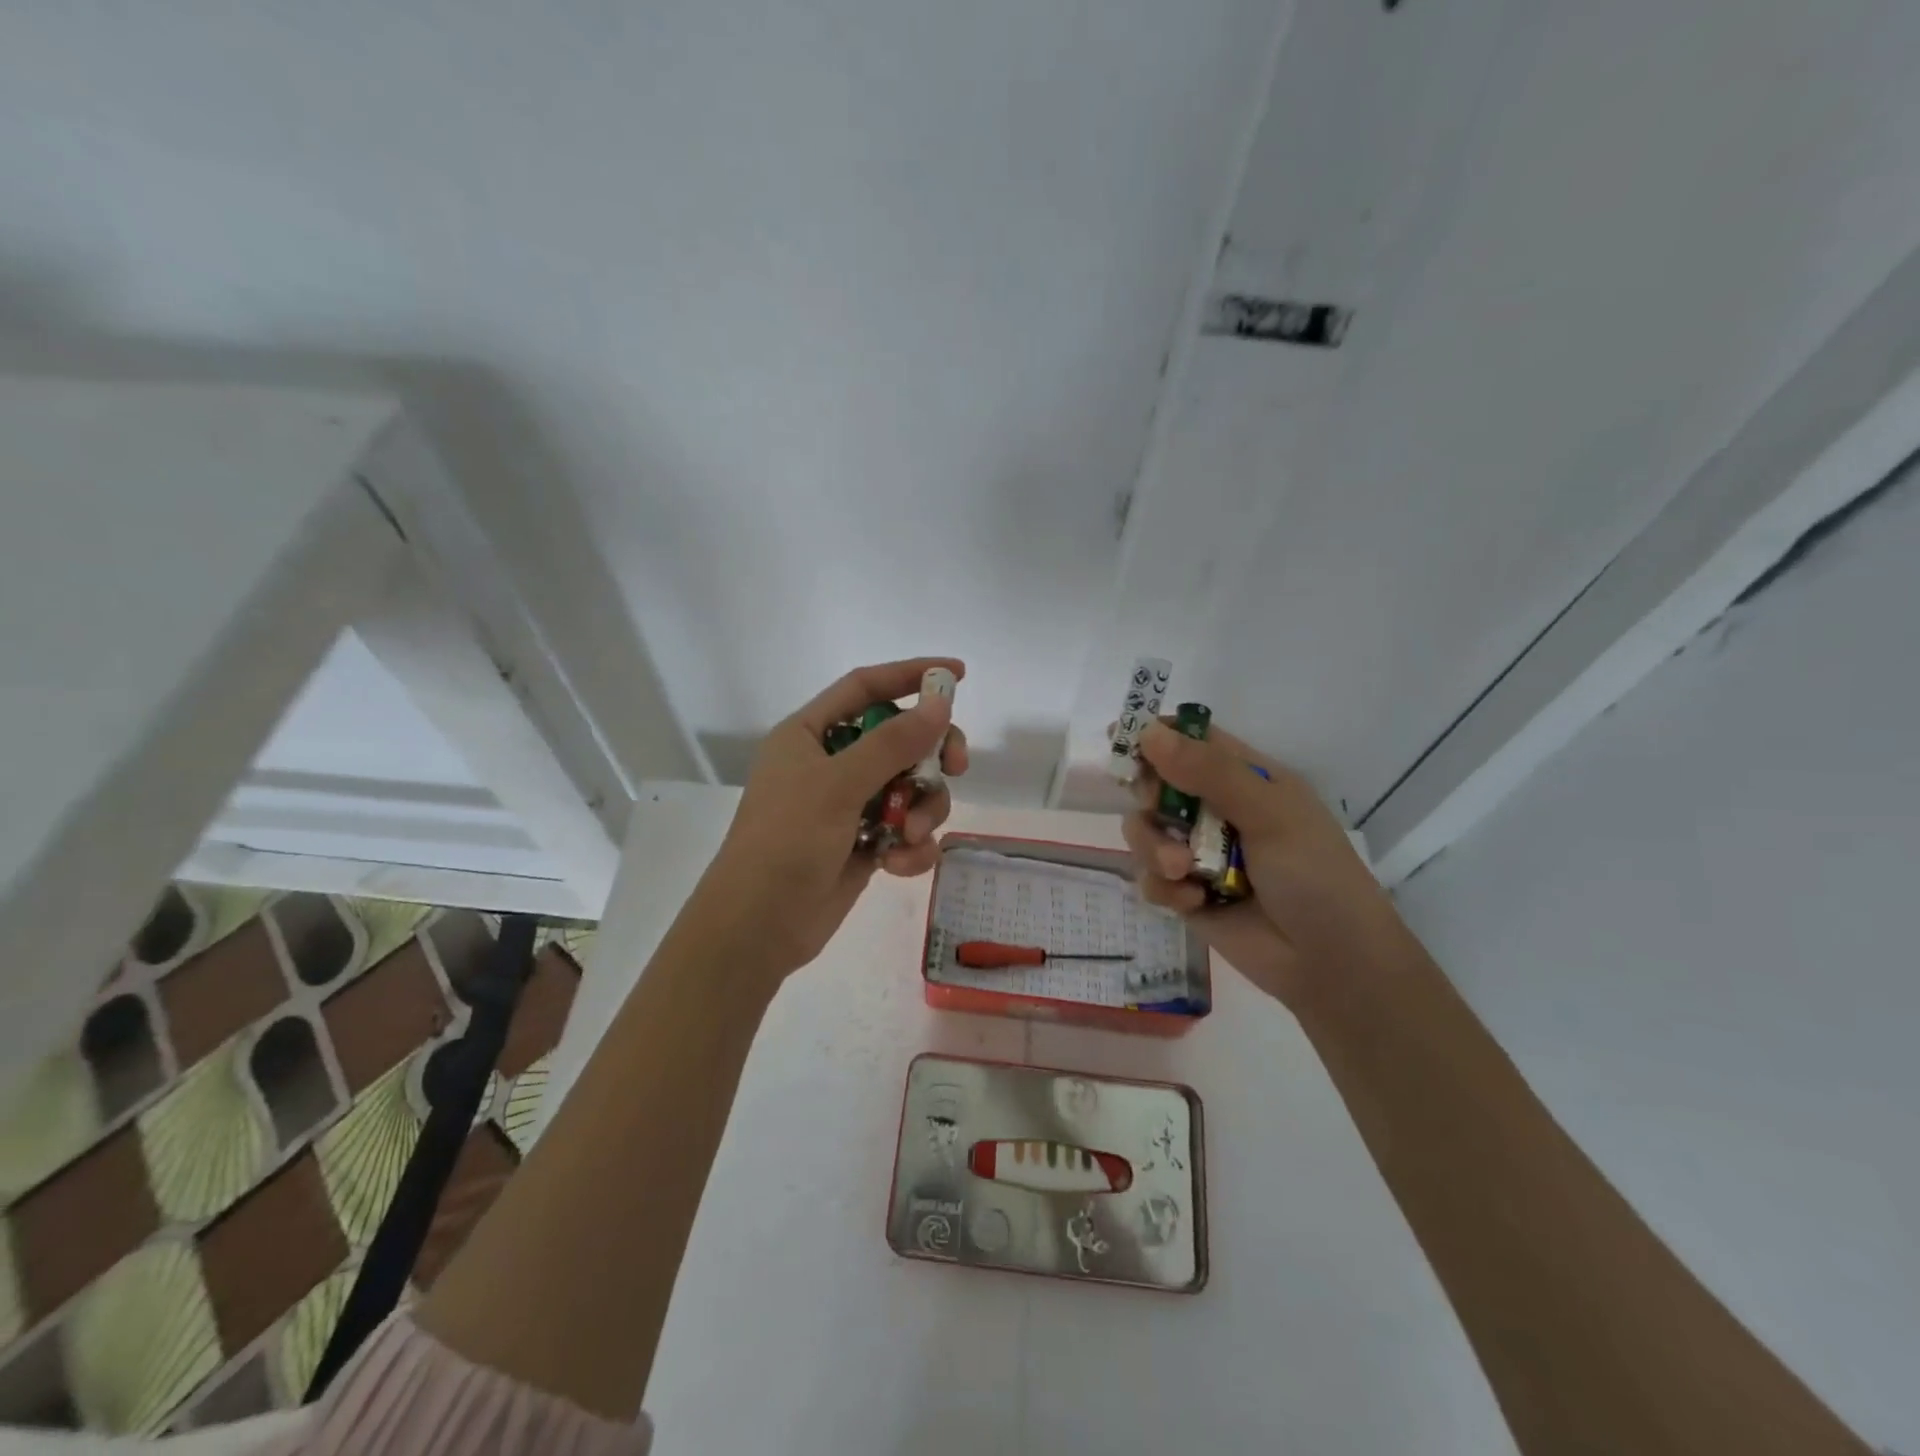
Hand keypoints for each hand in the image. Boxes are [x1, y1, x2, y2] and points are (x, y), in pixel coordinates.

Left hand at [694, 657, 968, 981]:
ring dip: (920, 810)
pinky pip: (904, 830)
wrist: (758, 928)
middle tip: (957, 767)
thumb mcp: (839, 784)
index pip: (867, 687)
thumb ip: (893, 742)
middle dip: (930, 754)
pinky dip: (909, 845)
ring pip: (910, 788)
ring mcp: (848, 805)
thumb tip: (941, 702)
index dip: (912, 675)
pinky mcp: (863, 844)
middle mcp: (831, 763)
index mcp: (811, 734)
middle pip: (899, 738)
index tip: (958, 675)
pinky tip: (897, 864)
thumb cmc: (786, 841)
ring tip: (907, 836)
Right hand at [1120, 720, 1412, 1011]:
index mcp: (1246, 779)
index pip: (1192, 740)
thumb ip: (1209, 773)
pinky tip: (1194, 902)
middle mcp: (1217, 810)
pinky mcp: (1185, 893)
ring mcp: (1198, 853)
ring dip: (1154, 848)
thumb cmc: (1314, 876)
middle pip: (1156, 783)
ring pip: (1145, 831)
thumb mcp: (1270, 814)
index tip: (1121, 737)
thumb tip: (1149, 733)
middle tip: (1156, 808)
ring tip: (1182, 871)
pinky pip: (1149, 877)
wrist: (1331, 965)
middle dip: (1149, 796)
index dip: (1156, 734)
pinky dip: (1163, 887)